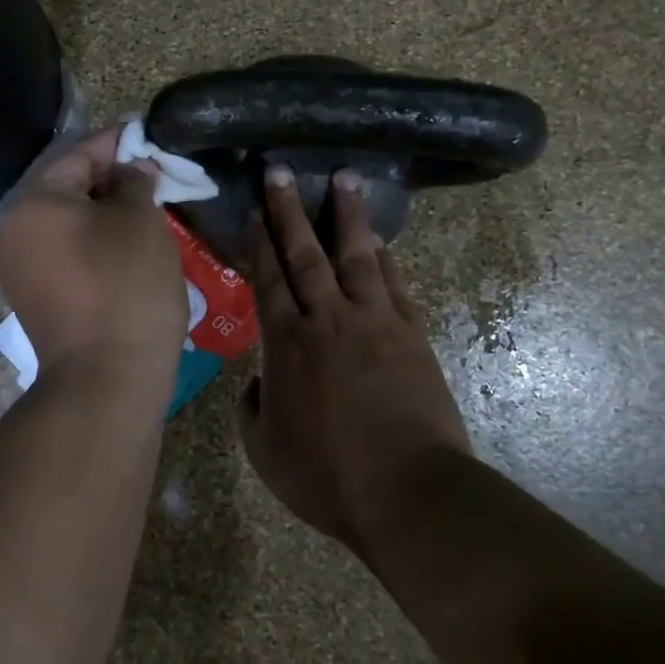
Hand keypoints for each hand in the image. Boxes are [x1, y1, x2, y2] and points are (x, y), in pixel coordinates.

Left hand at [0, 127, 186, 387]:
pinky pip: (67, 255)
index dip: (118, 142)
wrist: (106, 379)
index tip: (149, 135)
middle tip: (154, 175)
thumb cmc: (126, 287)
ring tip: (147, 209)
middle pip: (68, 190)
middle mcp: (15, 233)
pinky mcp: (36, 300)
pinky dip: (95, 244)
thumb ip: (135, 182)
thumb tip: (132, 170)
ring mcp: (21, 271)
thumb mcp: (140, 222)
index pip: (79, 155)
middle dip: (112, 179)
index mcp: (35, 204)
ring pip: (68, 225)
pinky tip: (128, 248)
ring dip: (105, 213)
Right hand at [238, 166, 470, 547]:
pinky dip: (384, 257)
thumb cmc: (327, 475)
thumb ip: (252, 408)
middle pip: (305, 255)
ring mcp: (375, 323)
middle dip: (290, 211)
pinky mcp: (411, 335)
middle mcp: (328, 320)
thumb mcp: (264, 450)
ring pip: (356, 256)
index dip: (260, 242)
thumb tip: (257, 383)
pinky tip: (377, 239)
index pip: (268, 279)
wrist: (408, 492)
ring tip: (345, 177)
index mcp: (286, 344)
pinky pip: (394, 284)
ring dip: (347, 216)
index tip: (256, 209)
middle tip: (281, 171)